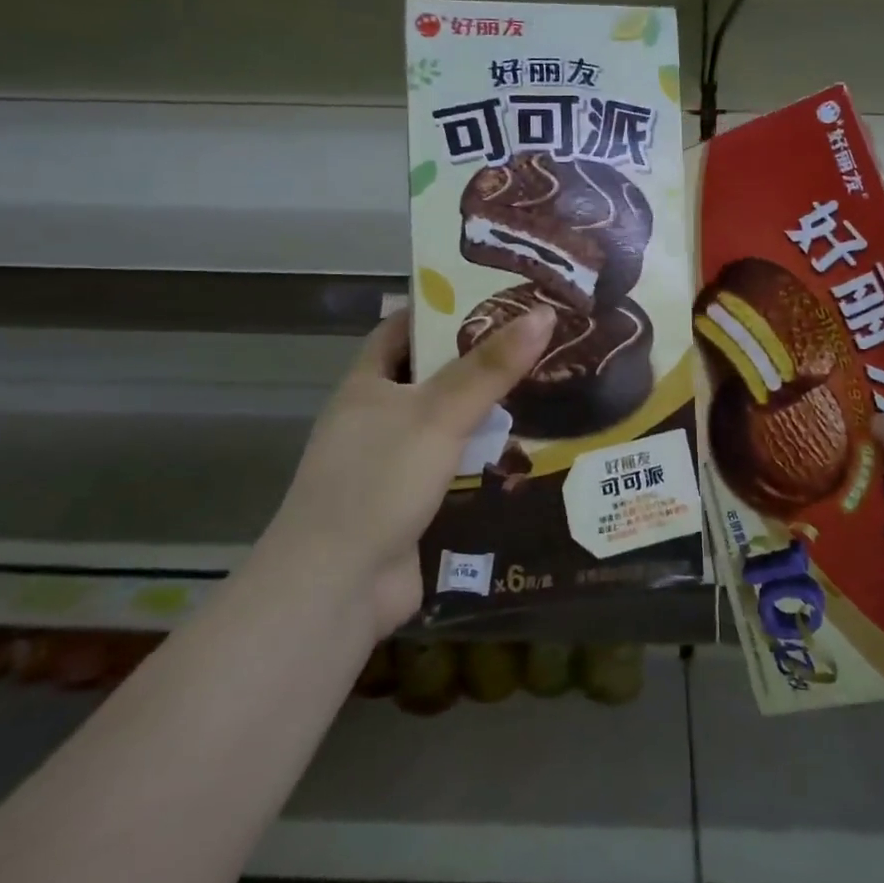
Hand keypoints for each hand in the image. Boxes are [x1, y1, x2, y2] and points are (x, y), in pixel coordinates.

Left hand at [262, 305, 555, 640]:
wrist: (337, 586)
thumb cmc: (379, 480)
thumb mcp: (439, 413)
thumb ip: (491, 367)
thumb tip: (544, 313)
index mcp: (366, 385)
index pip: (402, 329)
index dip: (441, 308)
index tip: (493, 296)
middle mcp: (376, 419)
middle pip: (433, 377)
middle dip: (479, 362)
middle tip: (537, 342)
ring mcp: (392, 465)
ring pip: (448, 426)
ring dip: (487, 414)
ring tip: (547, 388)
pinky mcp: (412, 504)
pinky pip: (456, 469)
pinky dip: (485, 459)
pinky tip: (529, 451)